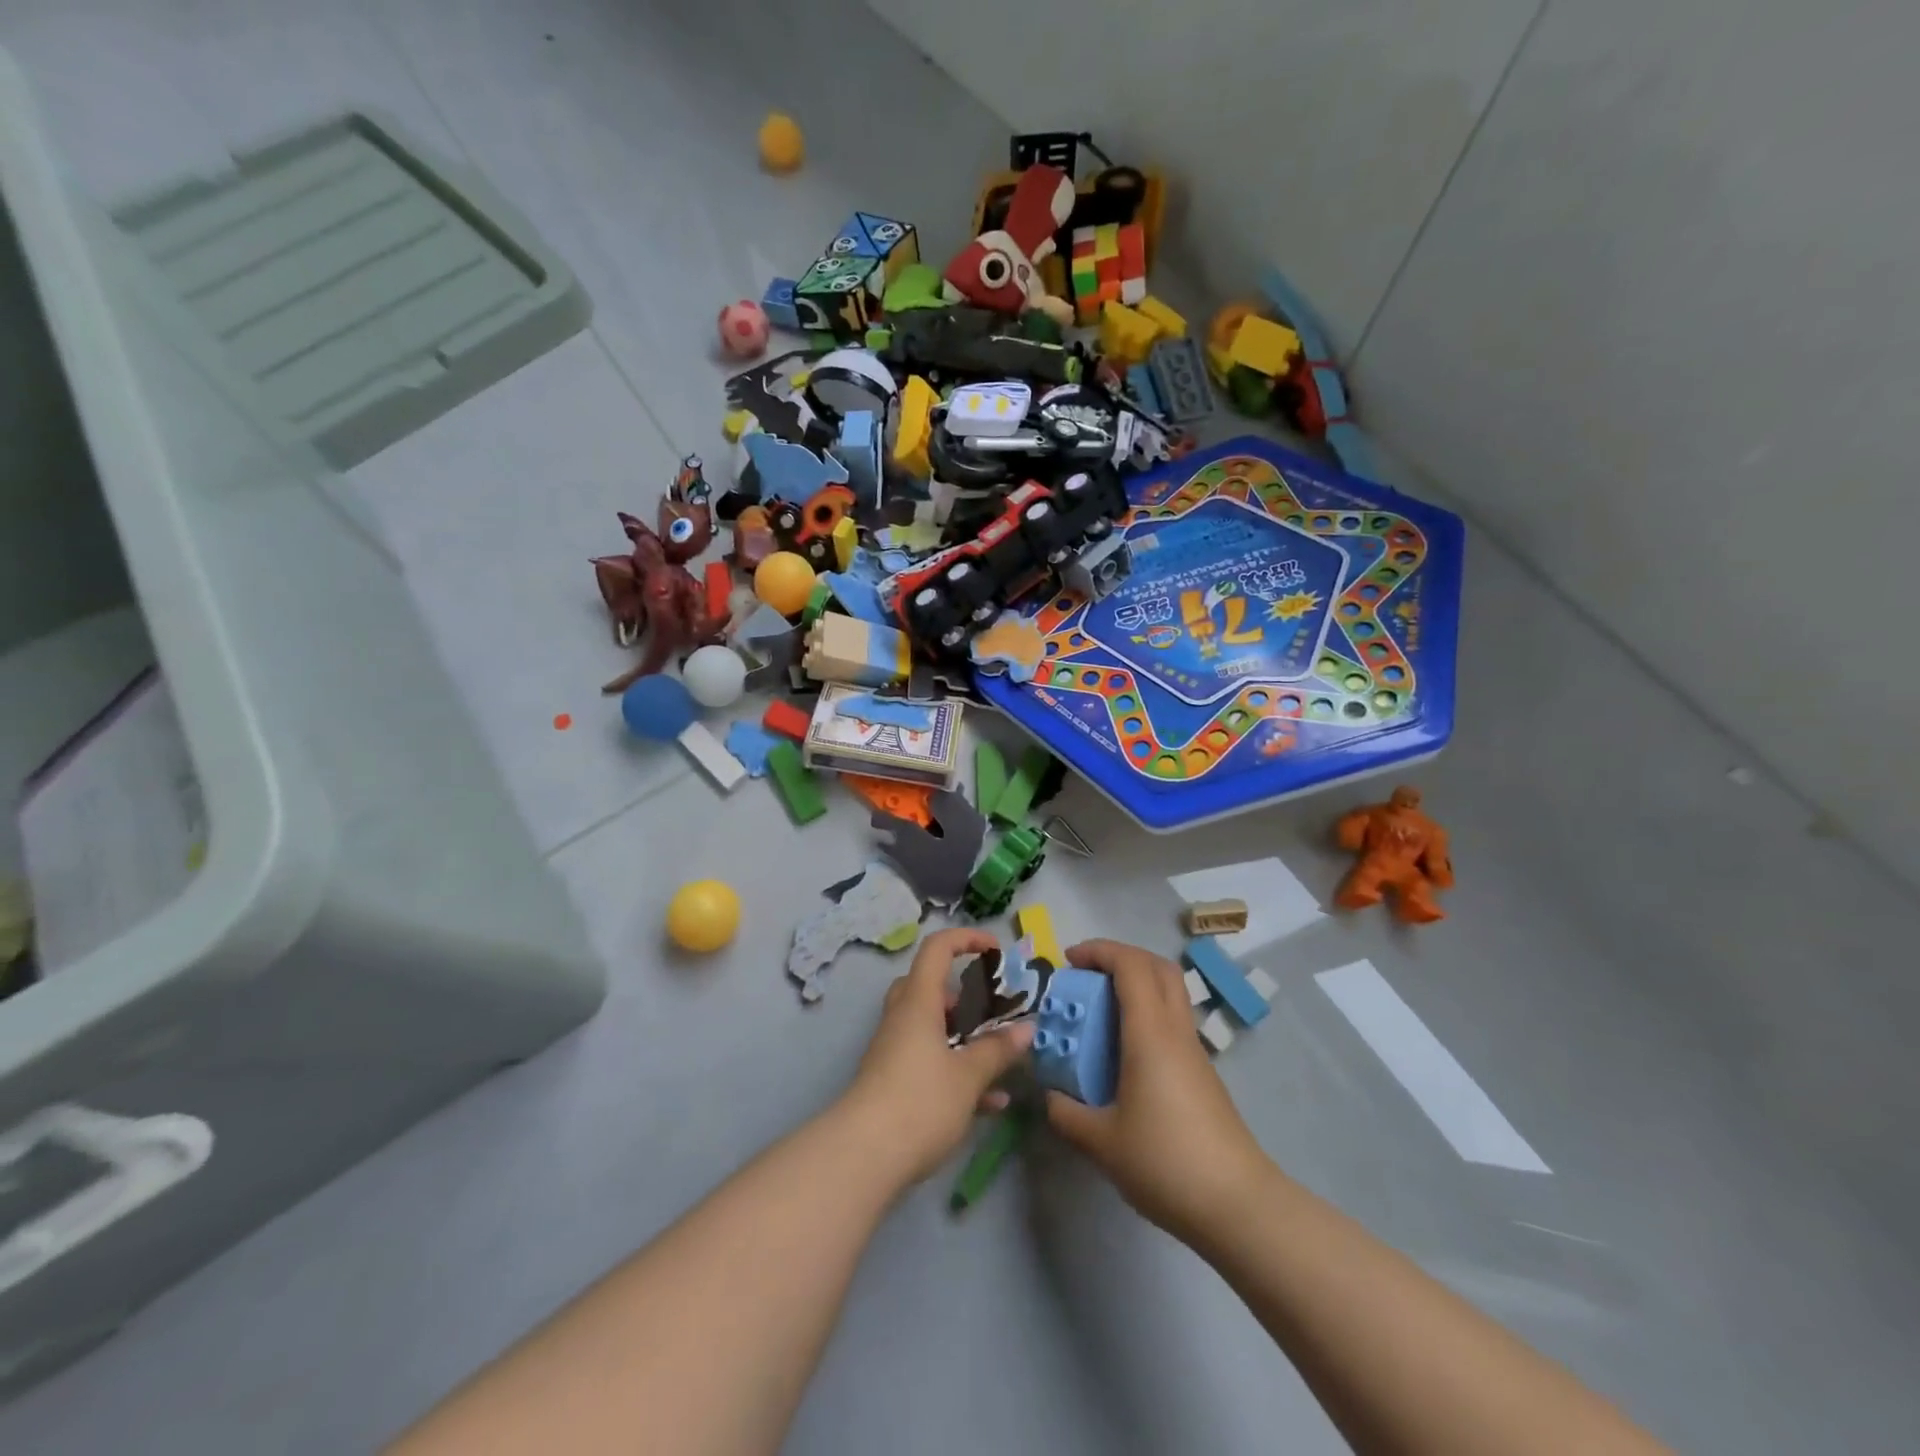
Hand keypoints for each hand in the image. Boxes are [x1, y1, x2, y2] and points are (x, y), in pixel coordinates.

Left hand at [840, 928, 1034, 1187]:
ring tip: (1000, 1058)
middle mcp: (903, 1018)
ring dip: (965, 1038)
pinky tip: (991, 1103)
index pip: (937, 949)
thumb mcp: (968, 1076)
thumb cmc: (919, 1101)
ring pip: (931, 1027)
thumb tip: (1027, 1029)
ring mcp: (894, 1050)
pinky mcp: (893, 1081)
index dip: (966, 939)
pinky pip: (929, 1061)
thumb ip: (998, 1050)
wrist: (863, 1157)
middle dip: (964, 996)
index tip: (995, 950)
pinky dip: (957, 1071)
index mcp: (918, 1002)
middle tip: (992, 1012)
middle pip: (929, 987)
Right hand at [1044, 939, 1269, 1248]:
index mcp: (1150, 1033)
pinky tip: (1122, 1052)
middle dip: (1119, 958)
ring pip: (1169, 992)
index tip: (1068, 961)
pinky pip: (1171, 1021)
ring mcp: (1193, 1051)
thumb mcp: (1101, 1142)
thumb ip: (1066, 1113)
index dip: (1098, 951)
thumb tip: (1050, 1095)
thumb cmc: (1165, 1162)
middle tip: (1086, 975)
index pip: (1130, 965)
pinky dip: (1144, 1014)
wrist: (1237, 1205)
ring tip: (1099, 1011)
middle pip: (1157, 967)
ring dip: (1134, 985)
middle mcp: (1175, 1031)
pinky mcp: (1201, 1073)